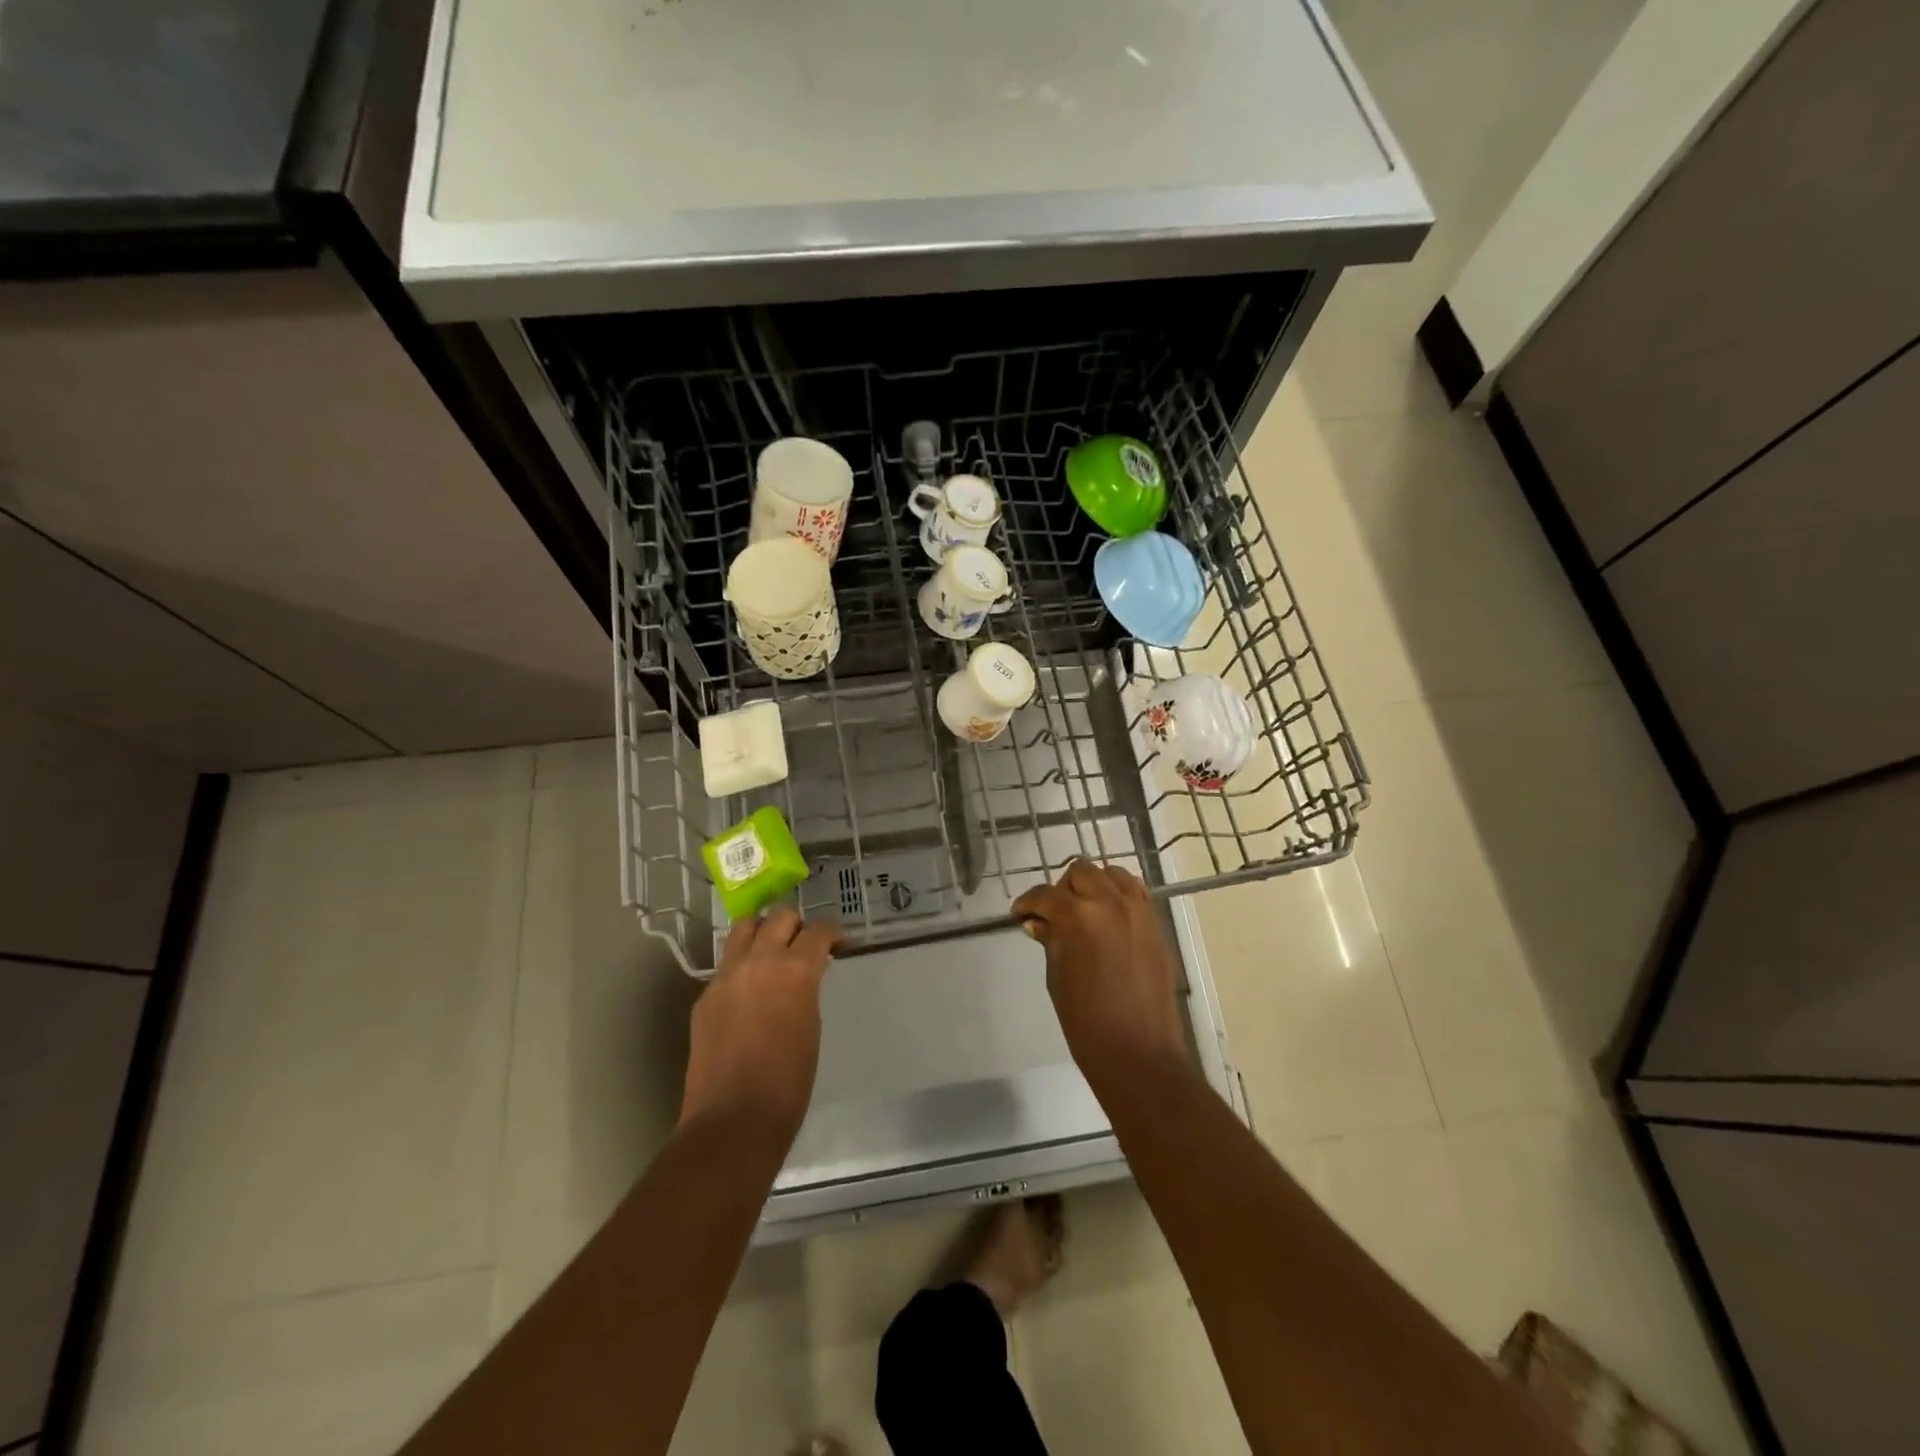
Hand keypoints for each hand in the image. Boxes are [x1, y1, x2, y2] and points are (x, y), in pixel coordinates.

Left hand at [679, 909, 839, 1145]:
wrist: (734, 1119)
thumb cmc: (789, 1081)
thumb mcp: (811, 1024)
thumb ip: (807, 989)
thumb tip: (805, 974)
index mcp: (794, 970)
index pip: (817, 930)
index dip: (832, 933)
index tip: (838, 944)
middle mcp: (758, 961)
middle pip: (779, 917)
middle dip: (796, 925)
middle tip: (804, 946)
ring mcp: (726, 976)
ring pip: (743, 928)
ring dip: (762, 932)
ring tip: (772, 952)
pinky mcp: (704, 996)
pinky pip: (726, 964)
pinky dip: (741, 965)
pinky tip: (748, 991)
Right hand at [1011, 860, 1190, 1098]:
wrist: (1138, 1053)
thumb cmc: (1086, 1021)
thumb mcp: (1057, 977)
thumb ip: (1050, 940)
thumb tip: (1038, 922)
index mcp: (1078, 916)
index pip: (1045, 895)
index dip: (1028, 903)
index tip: (1020, 915)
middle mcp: (1110, 903)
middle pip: (1081, 872)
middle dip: (1062, 890)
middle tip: (1053, 914)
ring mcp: (1139, 911)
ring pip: (1112, 874)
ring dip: (1094, 886)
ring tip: (1084, 911)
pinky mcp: (1156, 924)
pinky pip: (1136, 893)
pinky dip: (1119, 895)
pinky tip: (1110, 917)